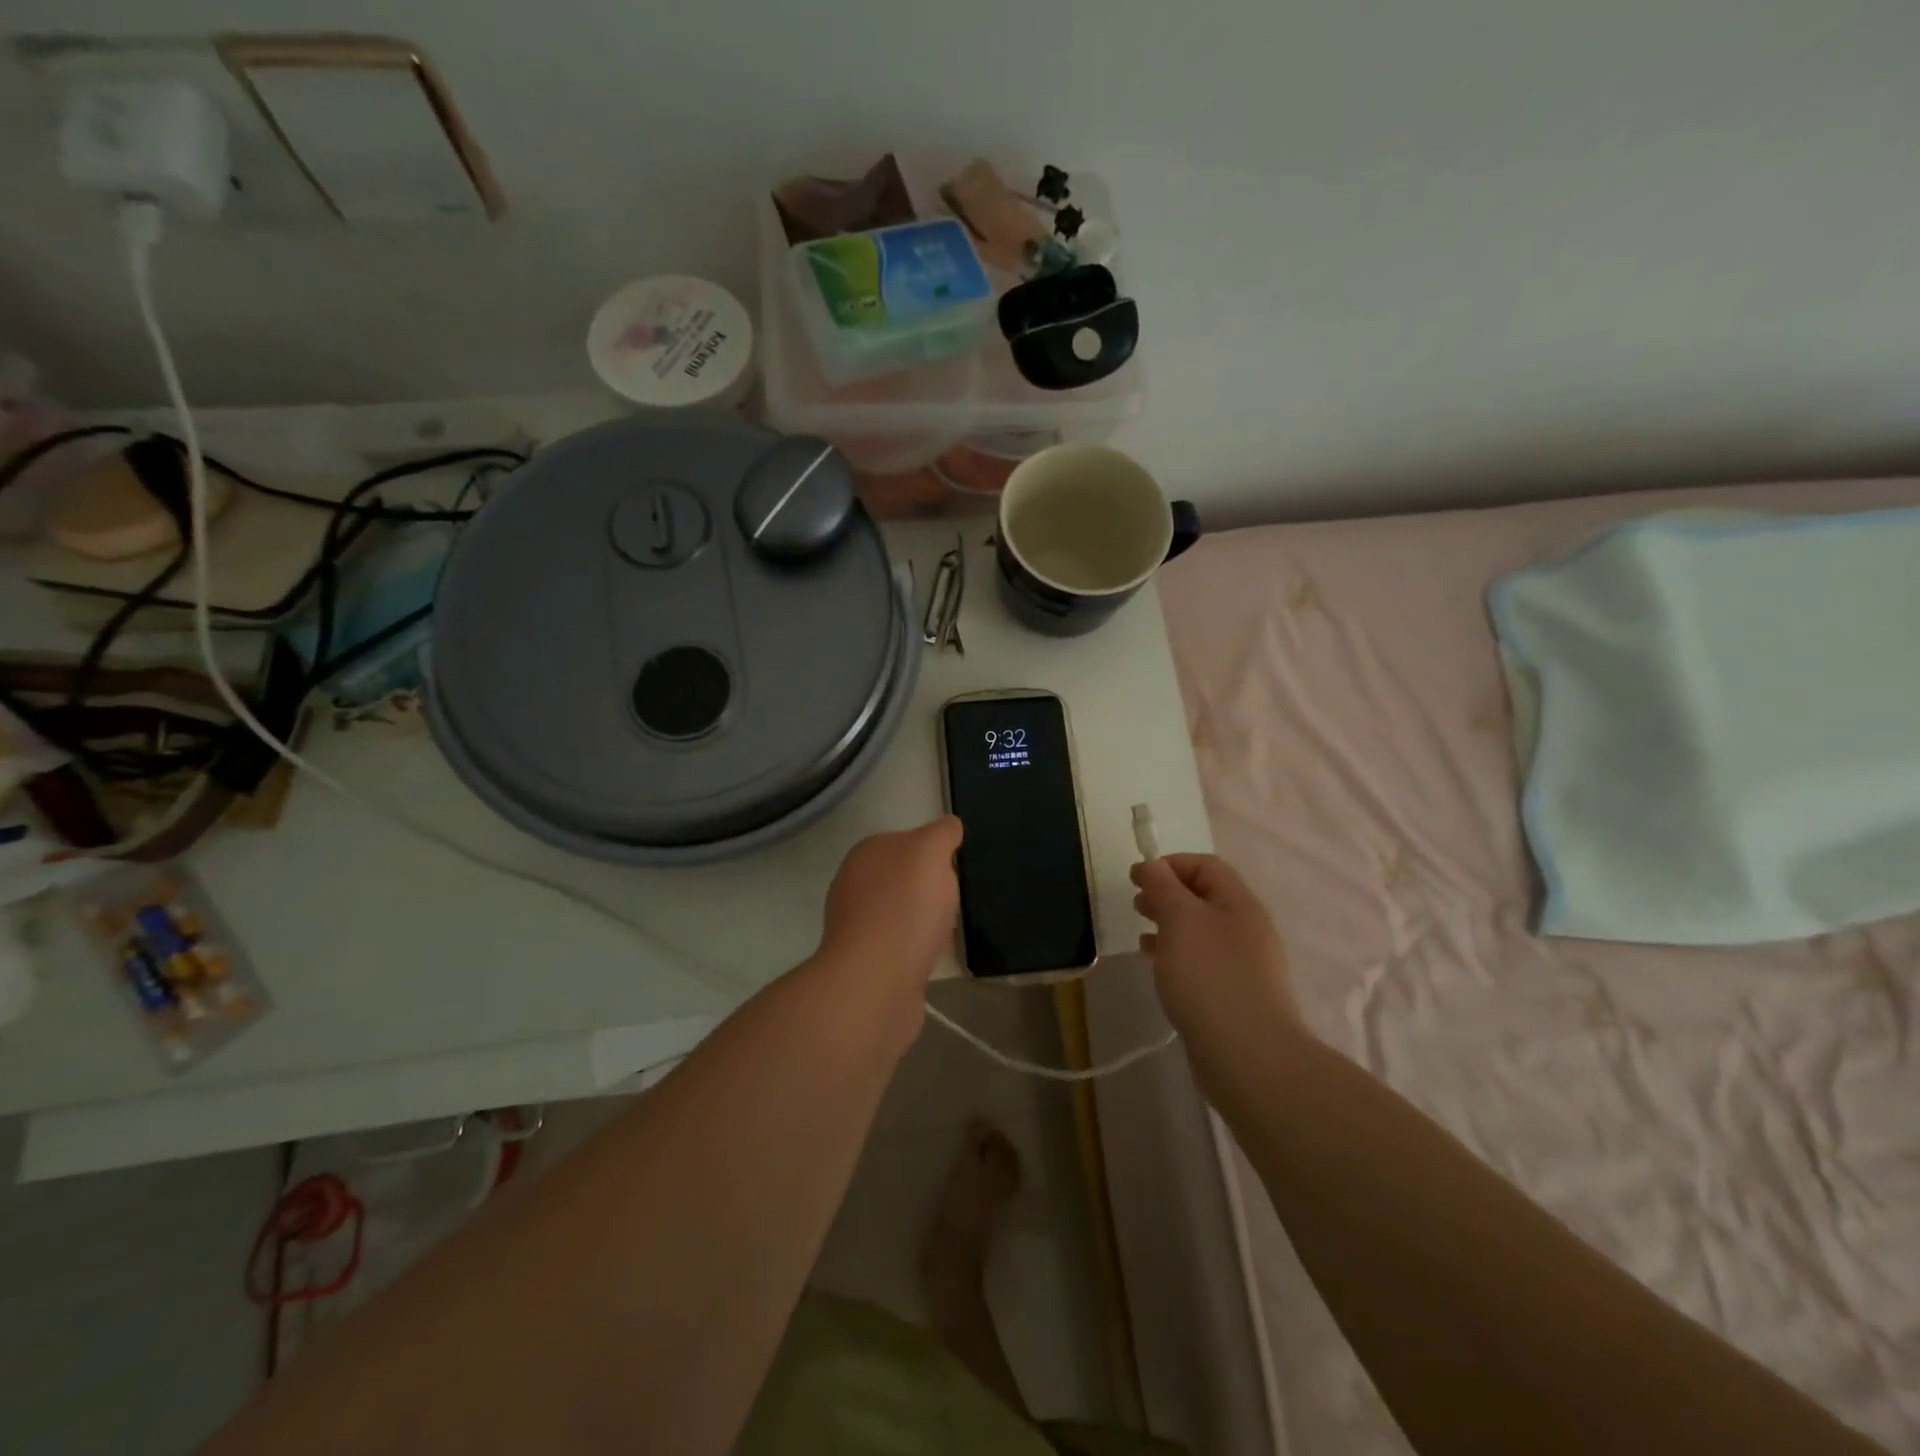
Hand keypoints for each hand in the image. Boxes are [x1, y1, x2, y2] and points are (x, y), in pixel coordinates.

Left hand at [817, 815, 962, 994]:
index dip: (934, 853)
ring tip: (945, 932)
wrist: (875, 982)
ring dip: (923, 921)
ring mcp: (857, 926)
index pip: (906, 841)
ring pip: (902, 913)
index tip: (955, 870)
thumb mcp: (930, 852)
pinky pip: (901, 945)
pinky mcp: (866, 962)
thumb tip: (950, 825)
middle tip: (954, 902)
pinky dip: (917, 949)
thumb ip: (941, 833)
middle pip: (904, 878)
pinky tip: (930, 957)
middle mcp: (854, 885)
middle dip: (930, 889)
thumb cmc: (904, 908)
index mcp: (865, 854)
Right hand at [1131, 854, 1300, 1052]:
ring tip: (1141, 934)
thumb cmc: (1211, 978)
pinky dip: (1175, 955)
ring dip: (1169, 925)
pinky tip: (1156, 965)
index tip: (1137, 878)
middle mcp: (1247, 929)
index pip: (1206, 866)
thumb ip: (1163, 887)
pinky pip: (1201, 962)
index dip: (1170, 864)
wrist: (1249, 1058)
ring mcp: (1243, 965)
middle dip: (1167, 893)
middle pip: (1204, 897)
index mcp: (1240, 904)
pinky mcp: (1234, 995)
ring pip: (1201, 931)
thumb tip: (1152, 865)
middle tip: (1136, 903)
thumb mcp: (1181, 920)